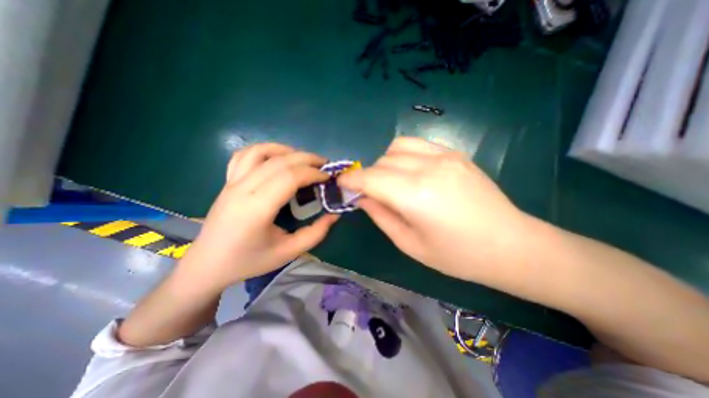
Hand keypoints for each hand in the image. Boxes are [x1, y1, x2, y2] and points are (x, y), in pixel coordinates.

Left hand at [181, 142, 336, 290]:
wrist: (208, 265)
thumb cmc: (250, 261)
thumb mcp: (288, 252)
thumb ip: (316, 233)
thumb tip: (334, 214)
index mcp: (257, 208)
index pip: (290, 177)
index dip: (313, 173)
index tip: (328, 177)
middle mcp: (243, 189)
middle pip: (279, 161)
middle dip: (307, 159)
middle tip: (325, 166)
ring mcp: (232, 182)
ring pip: (261, 152)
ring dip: (287, 151)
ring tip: (304, 160)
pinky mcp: (228, 181)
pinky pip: (245, 155)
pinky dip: (265, 150)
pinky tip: (277, 157)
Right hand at [338, 136, 531, 283]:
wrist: (510, 245)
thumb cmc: (457, 256)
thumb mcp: (409, 244)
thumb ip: (381, 216)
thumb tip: (362, 197)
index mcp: (415, 195)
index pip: (370, 178)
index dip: (351, 180)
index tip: (342, 184)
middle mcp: (427, 168)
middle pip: (382, 161)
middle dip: (369, 176)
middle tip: (372, 193)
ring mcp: (444, 156)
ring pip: (397, 146)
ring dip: (385, 163)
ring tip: (392, 181)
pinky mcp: (455, 153)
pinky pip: (417, 144)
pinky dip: (404, 156)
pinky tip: (412, 173)